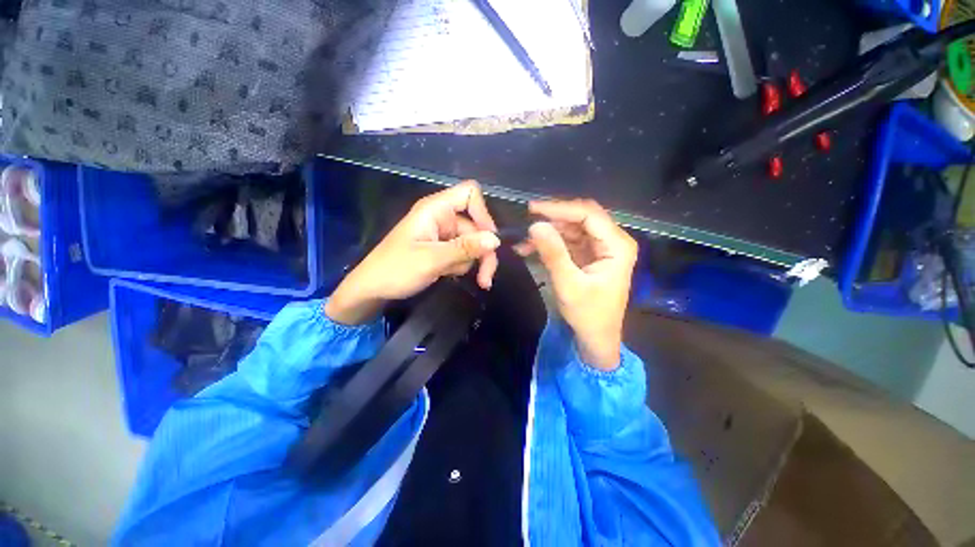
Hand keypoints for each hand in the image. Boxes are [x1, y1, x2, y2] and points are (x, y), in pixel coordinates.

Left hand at [325, 181, 499, 324]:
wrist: (373, 290)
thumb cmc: (396, 269)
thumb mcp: (432, 259)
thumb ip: (465, 248)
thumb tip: (496, 240)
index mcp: (435, 209)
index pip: (469, 194)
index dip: (484, 214)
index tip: (489, 241)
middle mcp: (442, 217)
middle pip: (477, 226)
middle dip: (483, 252)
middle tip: (486, 278)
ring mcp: (443, 234)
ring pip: (473, 242)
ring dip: (473, 262)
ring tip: (461, 278)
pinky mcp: (443, 248)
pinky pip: (464, 253)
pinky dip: (463, 265)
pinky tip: (450, 275)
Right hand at [516, 199, 637, 369]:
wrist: (596, 338)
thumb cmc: (588, 315)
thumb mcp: (568, 284)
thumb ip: (553, 253)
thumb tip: (535, 225)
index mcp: (617, 245)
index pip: (588, 214)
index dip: (560, 208)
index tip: (532, 209)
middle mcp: (612, 241)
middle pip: (581, 218)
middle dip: (553, 219)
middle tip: (526, 221)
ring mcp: (600, 248)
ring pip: (572, 229)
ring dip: (548, 232)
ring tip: (524, 240)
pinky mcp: (589, 256)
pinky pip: (568, 241)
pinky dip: (550, 244)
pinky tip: (530, 248)